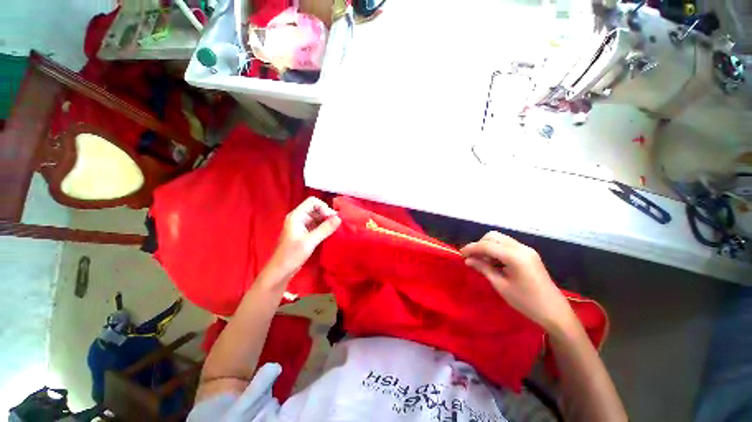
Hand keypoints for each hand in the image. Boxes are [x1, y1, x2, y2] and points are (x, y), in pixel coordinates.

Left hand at [265, 197, 340, 281]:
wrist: (281, 271)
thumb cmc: (292, 255)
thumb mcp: (310, 241)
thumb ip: (325, 229)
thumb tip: (339, 218)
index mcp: (296, 216)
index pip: (312, 202)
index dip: (323, 207)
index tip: (332, 218)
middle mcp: (299, 218)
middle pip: (315, 208)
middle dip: (326, 214)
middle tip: (336, 224)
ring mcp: (301, 226)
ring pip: (317, 217)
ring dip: (326, 221)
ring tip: (335, 228)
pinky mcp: (304, 233)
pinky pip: (316, 225)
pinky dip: (323, 227)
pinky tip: (330, 233)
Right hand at [460, 232, 575, 333]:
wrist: (555, 312)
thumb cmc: (526, 302)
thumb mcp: (501, 286)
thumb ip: (483, 268)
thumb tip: (467, 260)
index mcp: (515, 256)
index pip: (487, 245)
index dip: (471, 248)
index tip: (460, 254)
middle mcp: (521, 248)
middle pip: (493, 236)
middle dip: (479, 244)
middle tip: (472, 258)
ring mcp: (527, 249)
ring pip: (500, 239)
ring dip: (487, 246)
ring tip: (481, 261)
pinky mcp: (528, 254)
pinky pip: (507, 245)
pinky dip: (496, 249)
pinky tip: (493, 261)